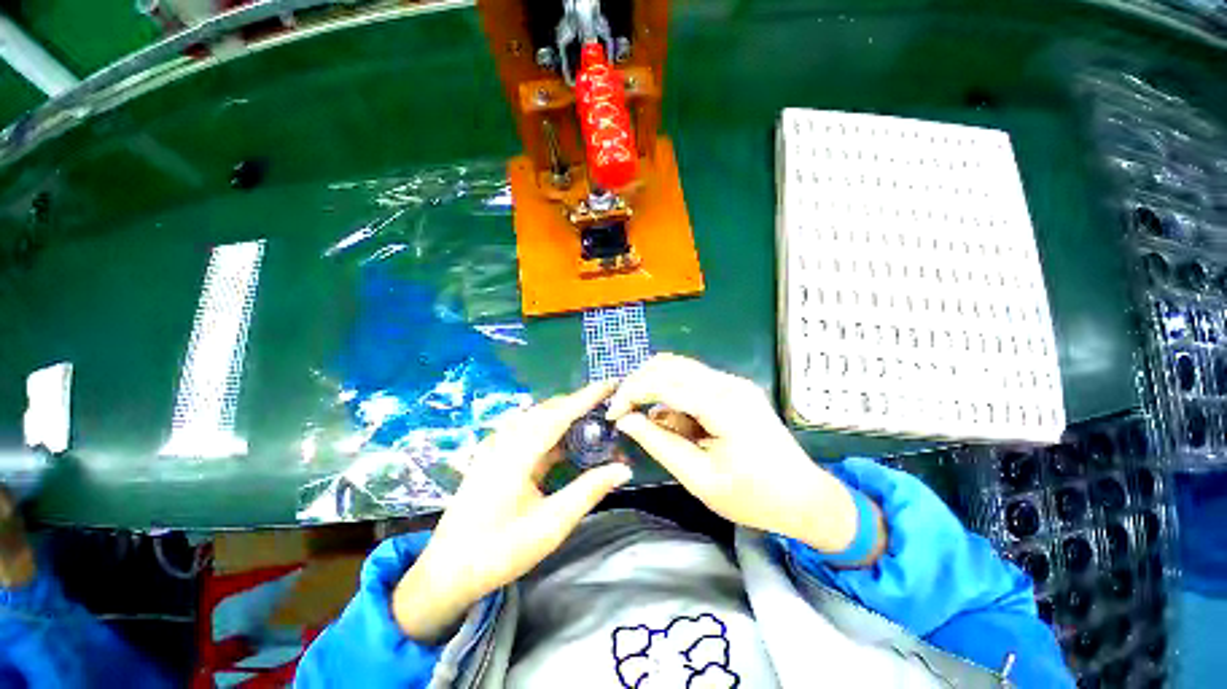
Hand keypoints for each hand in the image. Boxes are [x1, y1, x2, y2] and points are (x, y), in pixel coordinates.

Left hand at [392, 382, 632, 641]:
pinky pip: (527, 429)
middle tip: (607, 405)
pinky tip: (563, 439)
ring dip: (564, 413)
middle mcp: (505, 440)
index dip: (587, 396)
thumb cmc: (500, 550)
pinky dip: (550, 427)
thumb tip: (623, 469)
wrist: (447, 572)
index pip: (559, 413)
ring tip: (590, 418)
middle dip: (578, 402)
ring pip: (536, 417)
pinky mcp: (493, 455)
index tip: (611, 384)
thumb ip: (588, 491)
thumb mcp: (551, 525)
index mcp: (518, 452)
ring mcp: (496, 446)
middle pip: (547, 409)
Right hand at [607, 354, 875, 557]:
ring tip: (652, 422)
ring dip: (657, 389)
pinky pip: (693, 381)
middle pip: (669, 365)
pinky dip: (674, 396)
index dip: (631, 393)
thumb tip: (625, 420)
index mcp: (723, 405)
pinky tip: (676, 422)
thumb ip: (659, 443)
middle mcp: (728, 383)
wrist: (806, 498)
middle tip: (625, 412)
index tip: (612, 414)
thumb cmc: (754, 497)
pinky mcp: (734, 388)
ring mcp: (734, 382)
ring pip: (679, 369)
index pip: (663, 382)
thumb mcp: (699, 477)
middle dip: (640, 384)